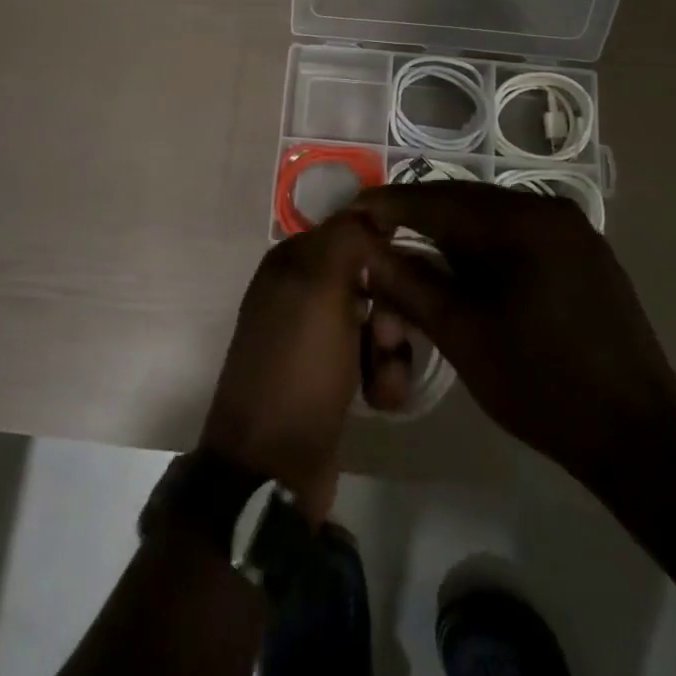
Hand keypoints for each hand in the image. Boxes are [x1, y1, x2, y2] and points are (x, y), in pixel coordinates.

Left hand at [199, 212, 386, 521]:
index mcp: (291, 262)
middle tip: (387, 339)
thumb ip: (346, 237)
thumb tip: (372, 209)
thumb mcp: (320, 288)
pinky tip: (381, 399)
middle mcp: (299, 291)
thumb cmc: (298, 367)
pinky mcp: (327, 376)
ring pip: (376, 321)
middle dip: (391, 311)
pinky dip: (381, 375)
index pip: (353, 233)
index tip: (402, 282)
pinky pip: (369, 358)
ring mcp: (312, 336)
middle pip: (370, 279)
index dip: (383, 255)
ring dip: (391, 350)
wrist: (273, 466)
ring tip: (385, 382)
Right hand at [354, 183, 675, 478]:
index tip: (351, 211)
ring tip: (409, 247)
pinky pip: (518, 235)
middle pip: (466, 202)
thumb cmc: (542, 386)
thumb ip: (410, 284)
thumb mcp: (464, 335)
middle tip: (375, 230)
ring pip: (492, 218)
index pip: (440, 201)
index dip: (390, 206)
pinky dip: (482, 246)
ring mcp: (573, 231)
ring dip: (449, 232)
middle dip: (418, 215)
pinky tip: (461, 266)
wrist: (639, 438)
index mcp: (523, 223)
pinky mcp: (584, 254)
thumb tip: (364, 250)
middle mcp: (550, 211)